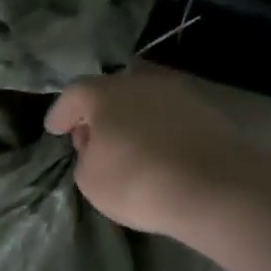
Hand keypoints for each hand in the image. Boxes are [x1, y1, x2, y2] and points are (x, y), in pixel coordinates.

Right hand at [45, 65, 255, 237]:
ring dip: (130, 122)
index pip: (73, 95)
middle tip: (89, 138)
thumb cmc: (137, 181)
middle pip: (110, 93)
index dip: (60, 114)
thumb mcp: (90, 179)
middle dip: (97, 115)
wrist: (217, 187)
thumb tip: (99, 149)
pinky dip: (157, 132)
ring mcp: (179, 95)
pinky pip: (169, 120)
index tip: (53, 129)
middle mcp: (141, 83)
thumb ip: (85, 158)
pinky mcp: (208, 114)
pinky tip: (156, 153)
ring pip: (143, 104)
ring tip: (125, 147)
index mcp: (104, 93)